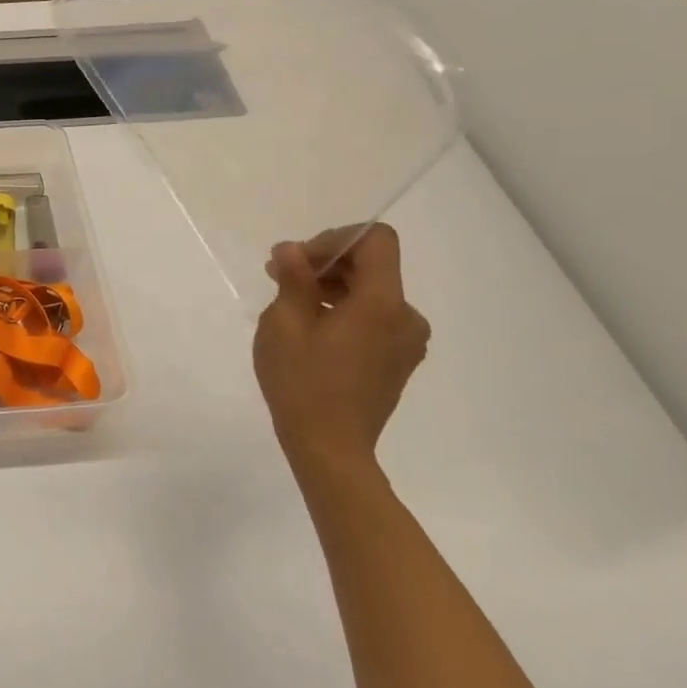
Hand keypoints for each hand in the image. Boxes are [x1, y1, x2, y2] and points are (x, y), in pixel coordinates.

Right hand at [251, 224, 429, 477]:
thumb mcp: (284, 324)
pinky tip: (312, 327)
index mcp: (383, 304)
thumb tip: (291, 250)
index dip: (335, 238)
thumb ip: (293, 279)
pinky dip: (345, 309)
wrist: (330, 448)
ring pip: (371, 291)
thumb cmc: (302, 382)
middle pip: (373, 265)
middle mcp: (406, 317)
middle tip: (279, 276)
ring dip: (332, 286)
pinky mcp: (398, 359)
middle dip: (326, 262)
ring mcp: (407, 341)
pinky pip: (375, 316)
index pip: (376, 241)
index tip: (298, 261)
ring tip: (290, 303)